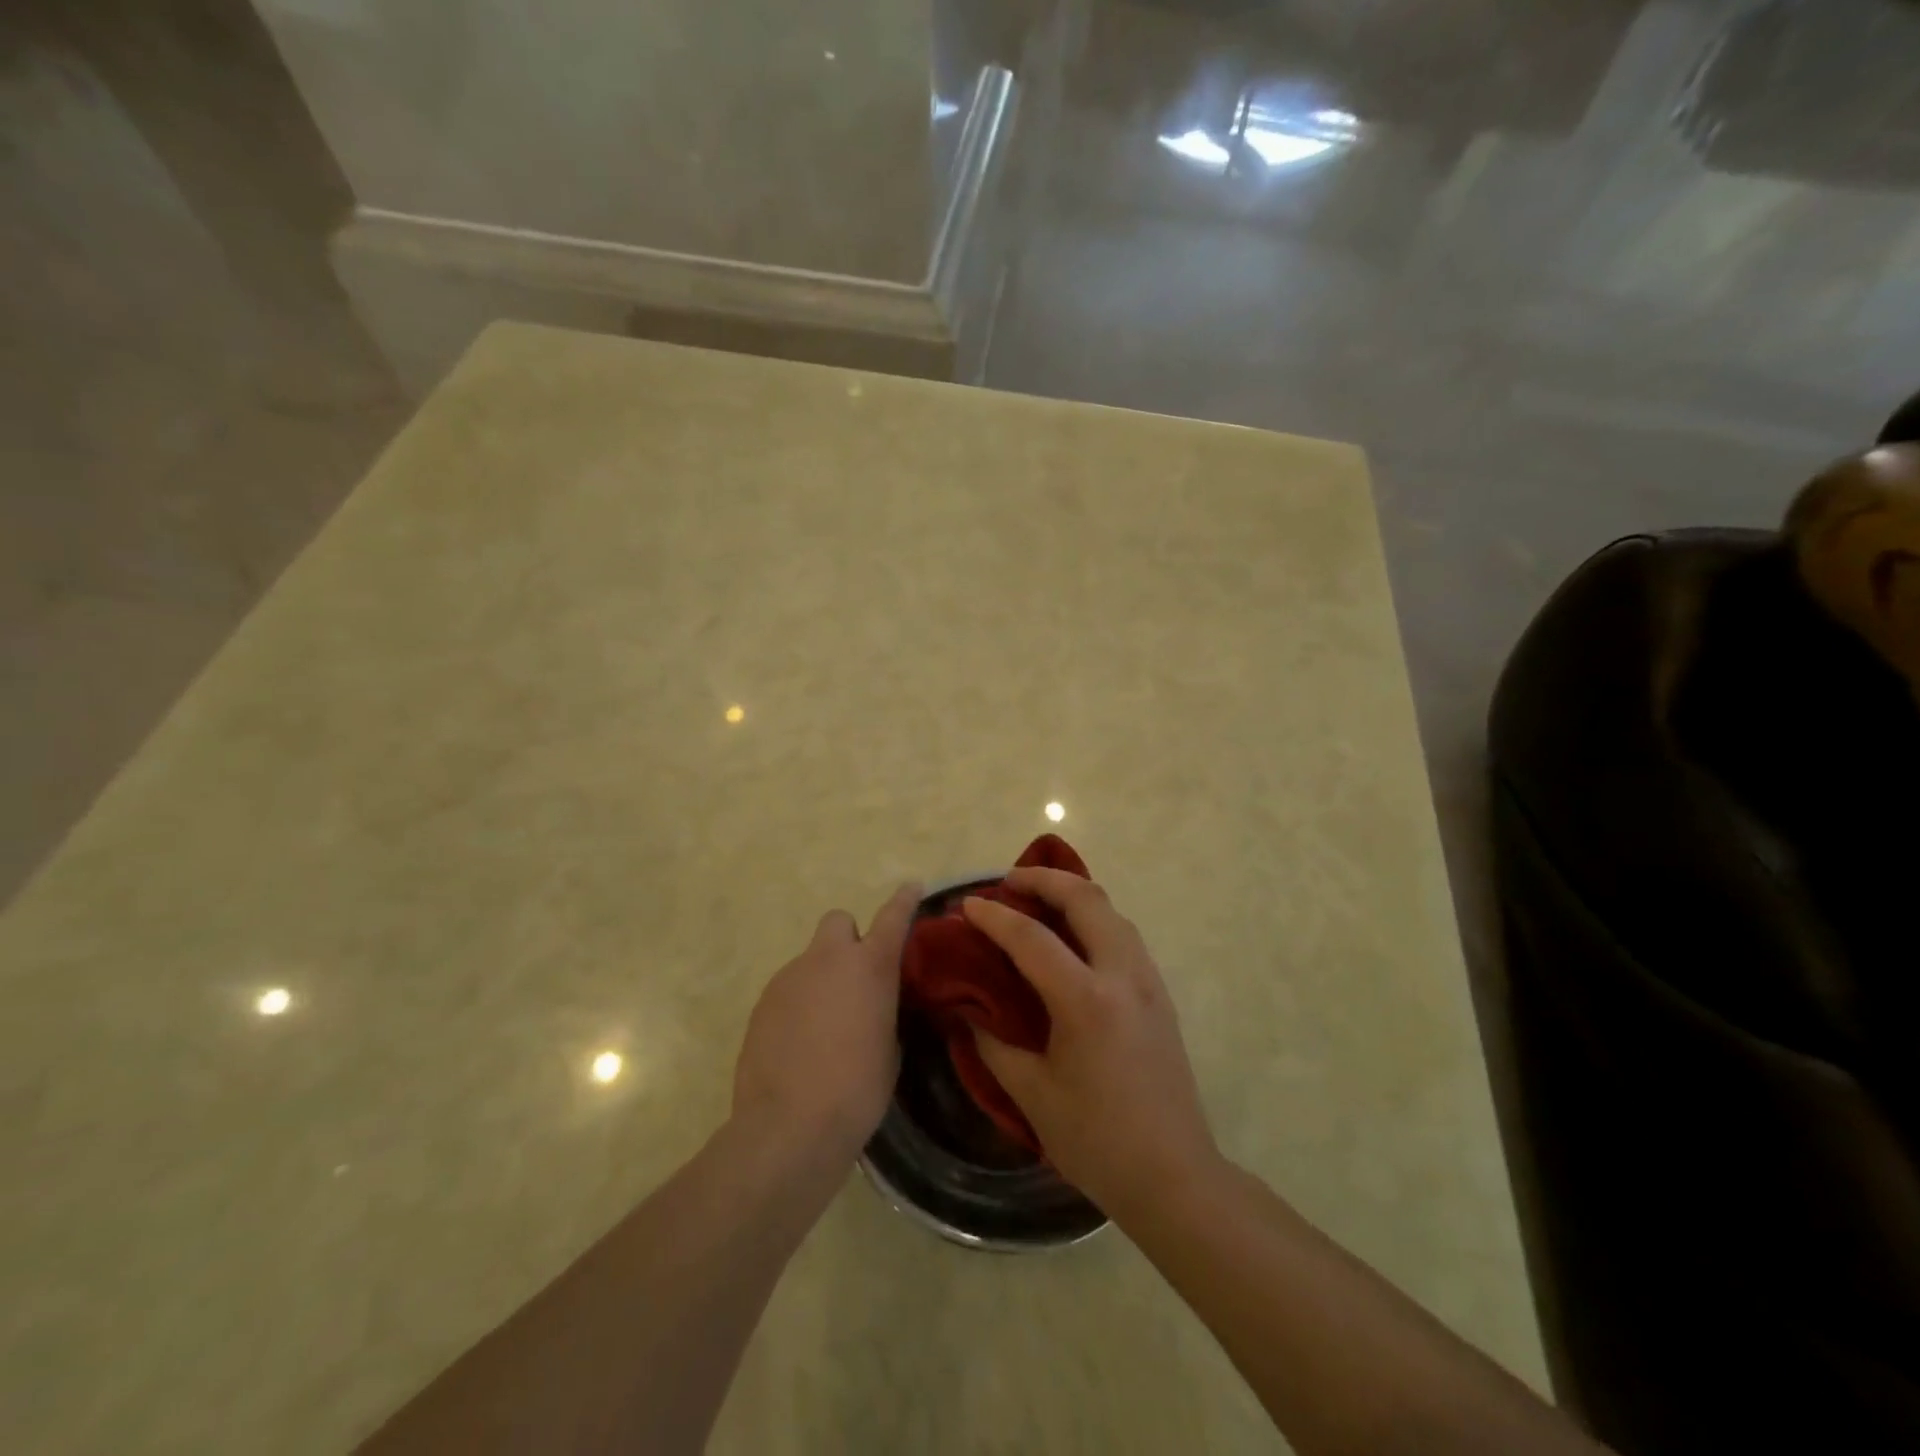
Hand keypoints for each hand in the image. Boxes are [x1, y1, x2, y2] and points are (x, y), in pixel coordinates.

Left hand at [733, 883, 920, 1160]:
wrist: (789, 1126)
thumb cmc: (857, 1090)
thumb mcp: (889, 1048)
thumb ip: (882, 1011)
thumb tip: (870, 1006)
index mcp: (869, 967)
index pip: (892, 918)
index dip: (904, 900)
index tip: (911, 886)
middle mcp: (828, 960)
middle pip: (838, 922)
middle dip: (848, 940)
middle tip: (855, 978)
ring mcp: (789, 977)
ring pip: (811, 961)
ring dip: (822, 979)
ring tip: (825, 1028)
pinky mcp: (763, 1002)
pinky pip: (789, 990)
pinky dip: (798, 1005)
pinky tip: (800, 1044)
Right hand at [964, 869, 1218, 1220]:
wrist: (1175, 1177)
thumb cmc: (1097, 1141)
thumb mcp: (1032, 1095)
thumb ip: (994, 1043)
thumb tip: (968, 1010)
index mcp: (1086, 1001)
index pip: (1031, 938)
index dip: (994, 916)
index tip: (967, 904)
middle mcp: (1122, 976)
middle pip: (1086, 899)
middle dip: (1044, 878)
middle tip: (1009, 882)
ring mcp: (1148, 981)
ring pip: (1111, 910)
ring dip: (1073, 894)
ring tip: (1039, 901)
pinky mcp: (1160, 994)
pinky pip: (1124, 933)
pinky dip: (1094, 917)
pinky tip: (1073, 938)